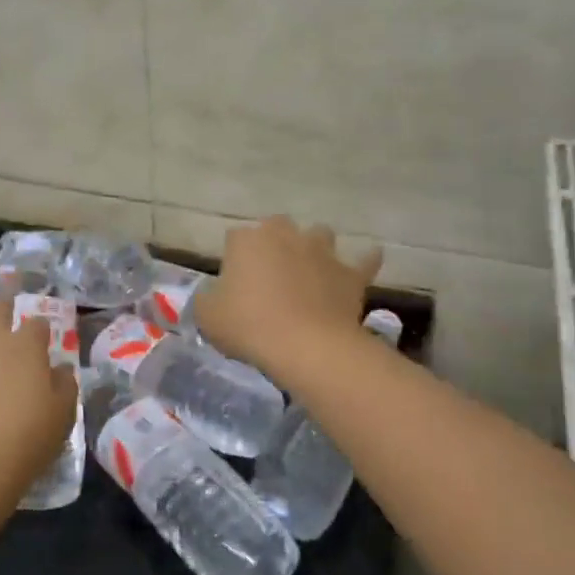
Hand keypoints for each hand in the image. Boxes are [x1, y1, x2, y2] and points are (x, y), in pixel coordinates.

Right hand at [192, 217, 381, 377]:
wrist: (307, 346)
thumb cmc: (249, 326)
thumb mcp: (207, 316)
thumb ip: (207, 298)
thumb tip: (215, 294)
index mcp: (247, 240)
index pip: (235, 238)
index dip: (234, 260)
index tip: (233, 284)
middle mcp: (286, 235)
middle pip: (277, 227)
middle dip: (274, 244)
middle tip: (269, 275)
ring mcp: (322, 251)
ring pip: (319, 235)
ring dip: (314, 248)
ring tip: (310, 270)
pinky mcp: (350, 274)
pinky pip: (364, 261)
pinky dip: (364, 261)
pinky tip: (367, 260)